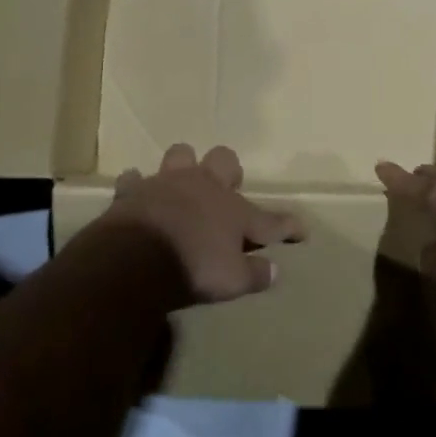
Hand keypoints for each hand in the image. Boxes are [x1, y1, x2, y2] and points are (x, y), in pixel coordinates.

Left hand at [99, 144, 306, 304]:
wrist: (137, 256)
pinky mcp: (134, 190)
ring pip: (181, 155)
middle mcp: (204, 186)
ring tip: (182, 184)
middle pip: (224, 161)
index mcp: (233, 211)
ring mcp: (168, 182)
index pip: (270, 220)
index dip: (289, 227)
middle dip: (229, 171)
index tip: (302, 231)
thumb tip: (274, 270)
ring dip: (183, 167)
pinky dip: (135, 187)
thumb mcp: (232, 281)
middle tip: (227, 189)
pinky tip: (136, 195)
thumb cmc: (193, 268)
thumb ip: (254, 274)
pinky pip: (133, 180)